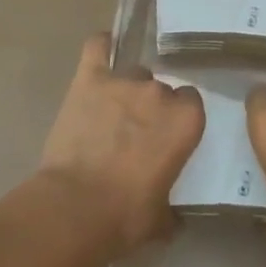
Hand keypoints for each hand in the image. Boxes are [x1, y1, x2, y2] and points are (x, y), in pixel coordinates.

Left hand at [37, 36, 203, 256]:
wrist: (74, 209)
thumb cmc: (124, 217)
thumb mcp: (160, 219)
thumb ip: (171, 207)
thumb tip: (174, 218)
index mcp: (185, 120)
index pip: (191, 103)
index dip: (178, 119)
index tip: (166, 136)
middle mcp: (160, 92)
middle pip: (161, 88)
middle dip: (151, 107)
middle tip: (136, 134)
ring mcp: (124, 81)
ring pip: (132, 74)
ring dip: (126, 90)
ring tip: (110, 113)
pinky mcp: (90, 78)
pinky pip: (98, 47)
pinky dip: (101, 47)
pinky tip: (101, 51)